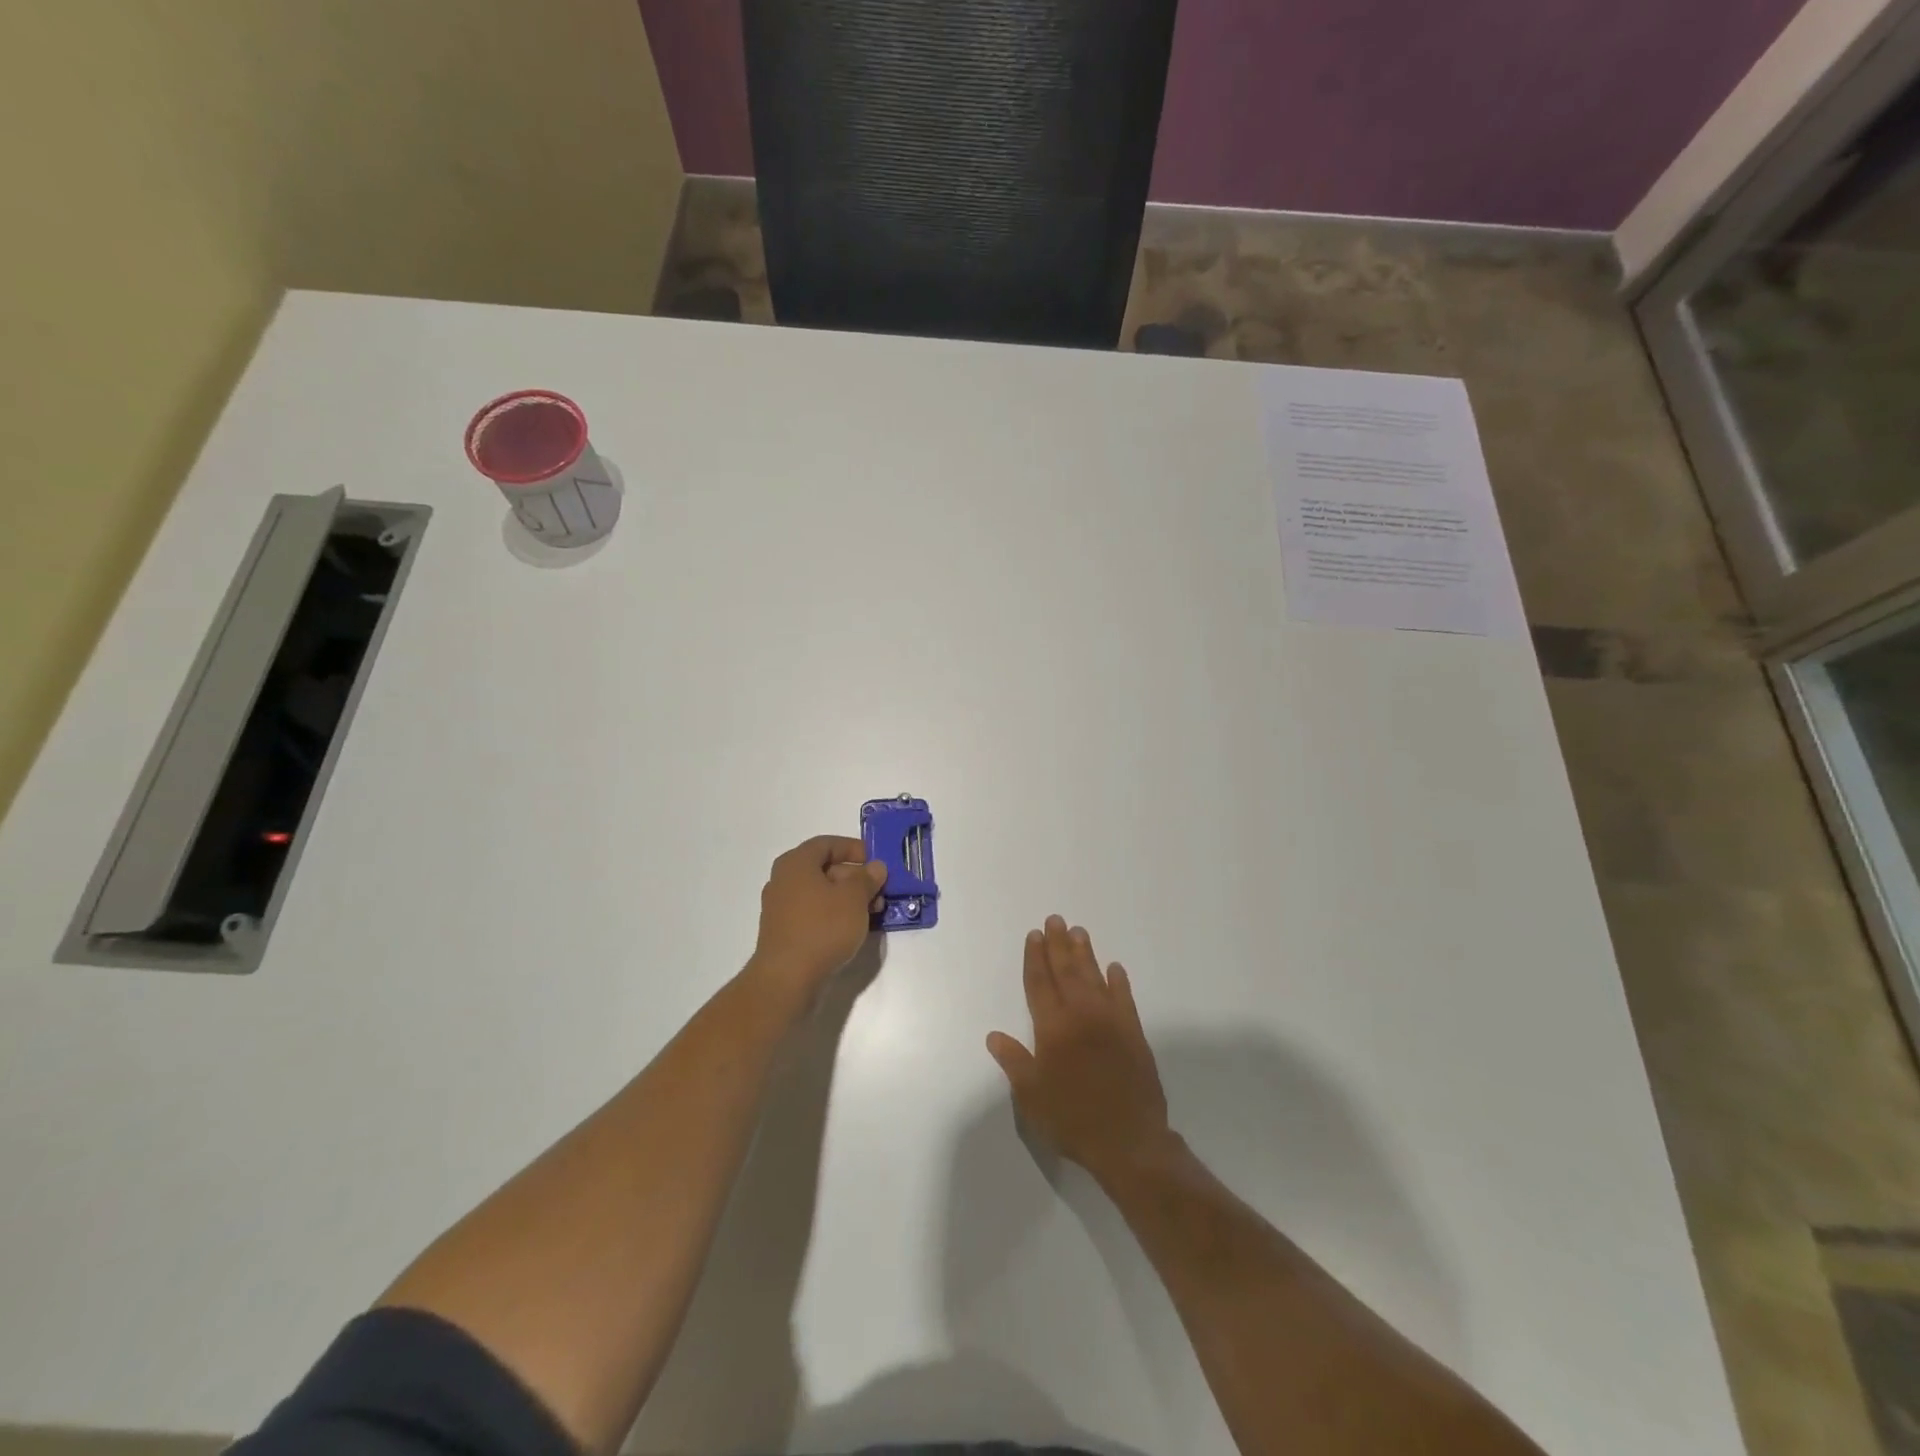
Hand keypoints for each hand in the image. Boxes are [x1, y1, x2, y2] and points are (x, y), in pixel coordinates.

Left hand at [747, 835, 886, 1002]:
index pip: (827, 844)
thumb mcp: (853, 898)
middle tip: (880, 890)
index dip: (853, 848)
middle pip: (824, 869)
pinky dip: (835, 915)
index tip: (875, 861)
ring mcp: (782, 908)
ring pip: (821, 894)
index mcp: (796, 864)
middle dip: (855, 877)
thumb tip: (875, 867)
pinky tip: (855, 928)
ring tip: (874, 912)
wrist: (787, 979)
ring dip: (848, 899)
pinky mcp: (785, 932)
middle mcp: (784, 881)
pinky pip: (814, 914)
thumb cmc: (822, 928)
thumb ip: (867, 879)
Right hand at [987, 916, 1172, 1183]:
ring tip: (1078, 932)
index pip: (1040, 983)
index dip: (1034, 958)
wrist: (1128, 1141)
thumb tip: (994, 1035)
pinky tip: (1114, 968)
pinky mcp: (1134, 1033)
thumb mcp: (1032, 1096)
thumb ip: (1014, 1061)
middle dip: (1058, 945)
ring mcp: (1110, 1021)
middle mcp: (1081, 1015)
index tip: (1034, 935)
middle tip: (1055, 920)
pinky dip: (1118, 981)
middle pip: (1067, 971)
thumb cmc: (1072, 1119)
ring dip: (1085, 954)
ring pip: (1094, 977)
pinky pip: (1124, 998)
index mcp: (1053, 1028)